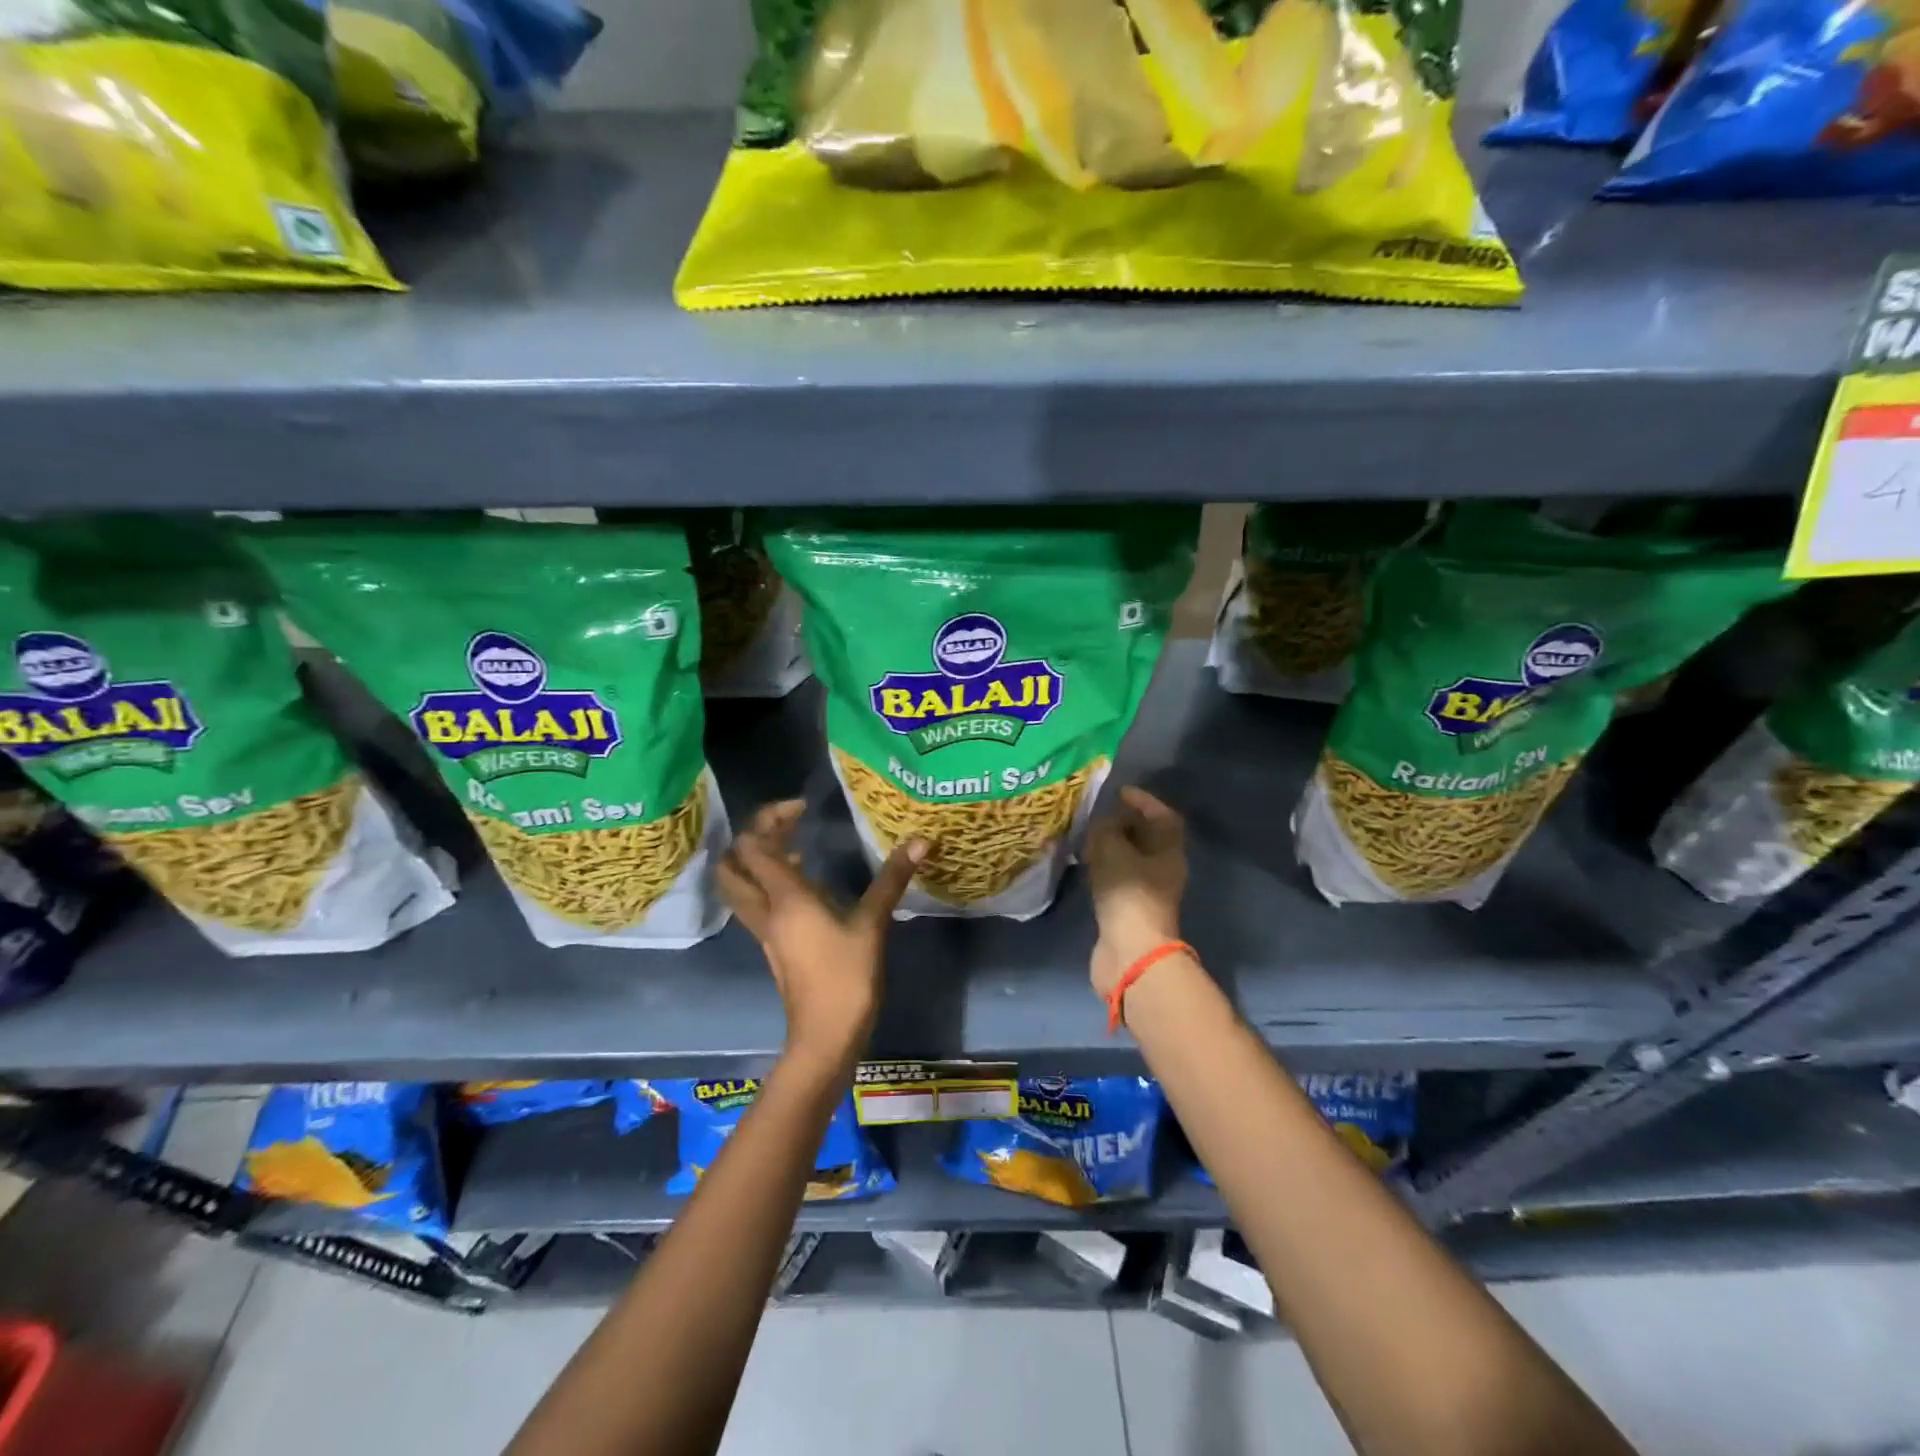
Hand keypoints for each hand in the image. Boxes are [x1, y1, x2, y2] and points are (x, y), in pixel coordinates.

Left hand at [717, 800, 925, 1067]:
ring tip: (796, 849)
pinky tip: (805, 886)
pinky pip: (757, 903)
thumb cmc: (846, 978)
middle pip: (732, 864)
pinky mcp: (774, 945)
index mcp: (784, 897)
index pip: (754, 845)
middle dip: (752, 837)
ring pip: (740, 886)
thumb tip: (920, 840)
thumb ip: (891, 879)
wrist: (825, 1037)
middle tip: (787, 826)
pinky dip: (769, 884)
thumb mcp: (872, 924)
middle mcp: (765, 909)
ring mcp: (765, 930)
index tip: (804, 809)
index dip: (770, 817)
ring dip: (757, 861)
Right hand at [1084, 786, 1187, 998]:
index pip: (1163, 815)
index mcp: (1169, 850)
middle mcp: (1164, 868)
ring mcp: (1148, 891)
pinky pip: (1118, 877)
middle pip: (1148, 837)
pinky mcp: (1130, 909)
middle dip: (1123, 822)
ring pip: (1131, 858)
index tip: (1118, 792)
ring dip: (1112, 845)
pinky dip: (1104, 866)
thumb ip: (1105, 828)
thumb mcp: (1111, 849)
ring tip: (1086, 835)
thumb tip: (1102, 822)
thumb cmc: (1128, 893)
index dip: (1143, 800)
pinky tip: (1086, 863)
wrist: (1130, 951)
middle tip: (1097, 813)